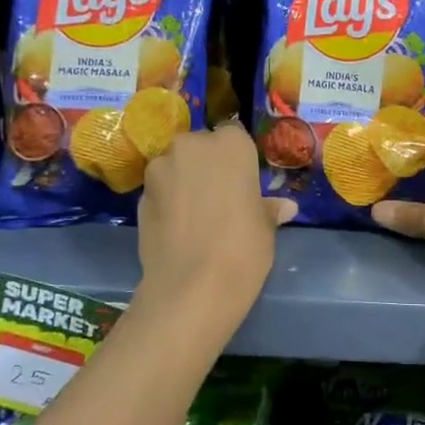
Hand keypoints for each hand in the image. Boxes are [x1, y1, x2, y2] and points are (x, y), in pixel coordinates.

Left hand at [137, 123, 294, 313]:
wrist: (192, 287)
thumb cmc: (242, 249)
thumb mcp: (265, 228)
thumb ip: (268, 208)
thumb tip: (284, 207)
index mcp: (230, 145)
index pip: (235, 136)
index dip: (238, 160)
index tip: (243, 182)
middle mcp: (191, 146)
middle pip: (200, 147)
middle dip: (207, 166)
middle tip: (221, 197)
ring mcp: (160, 169)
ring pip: (176, 167)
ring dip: (184, 182)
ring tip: (196, 216)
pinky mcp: (140, 196)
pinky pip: (160, 191)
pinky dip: (168, 202)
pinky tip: (178, 229)